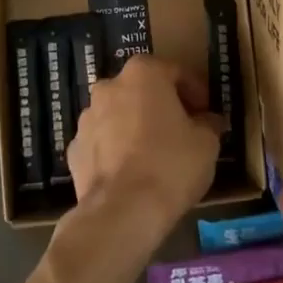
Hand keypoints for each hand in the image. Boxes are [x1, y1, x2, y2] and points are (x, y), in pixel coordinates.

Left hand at [66, 55, 222, 238]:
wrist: (122, 211)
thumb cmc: (171, 165)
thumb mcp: (206, 143)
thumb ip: (208, 123)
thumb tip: (208, 121)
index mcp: (142, 74)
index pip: (174, 71)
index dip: (194, 91)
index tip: (205, 111)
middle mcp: (109, 87)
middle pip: (141, 90)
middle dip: (161, 105)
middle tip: (181, 129)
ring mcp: (86, 118)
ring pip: (118, 114)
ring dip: (134, 126)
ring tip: (154, 154)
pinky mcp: (74, 149)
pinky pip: (102, 142)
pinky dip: (115, 150)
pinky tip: (131, 172)